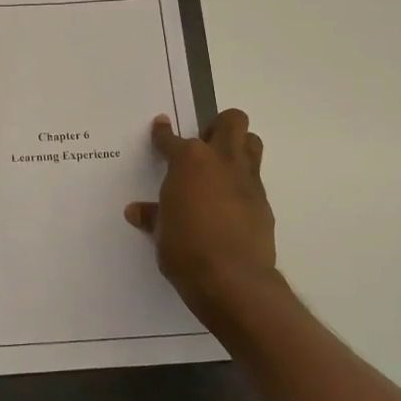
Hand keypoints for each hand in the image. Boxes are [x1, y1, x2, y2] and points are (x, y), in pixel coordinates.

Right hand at [125, 109, 277, 313]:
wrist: (232, 279)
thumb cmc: (185, 249)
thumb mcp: (161, 232)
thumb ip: (152, 215)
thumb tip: (137, 211)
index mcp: (188, 161)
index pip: (171, 139)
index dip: (163, 132)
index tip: (161, 126)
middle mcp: (220, 161)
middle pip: (231, 121)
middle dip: (218, 126)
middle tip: (203, 144)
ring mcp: (246, 180)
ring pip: (252, 142)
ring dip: (239, 146)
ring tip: (221, 166)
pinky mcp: (263, 202)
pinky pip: (255, 179)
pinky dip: (242, 184)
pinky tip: (230, 203)